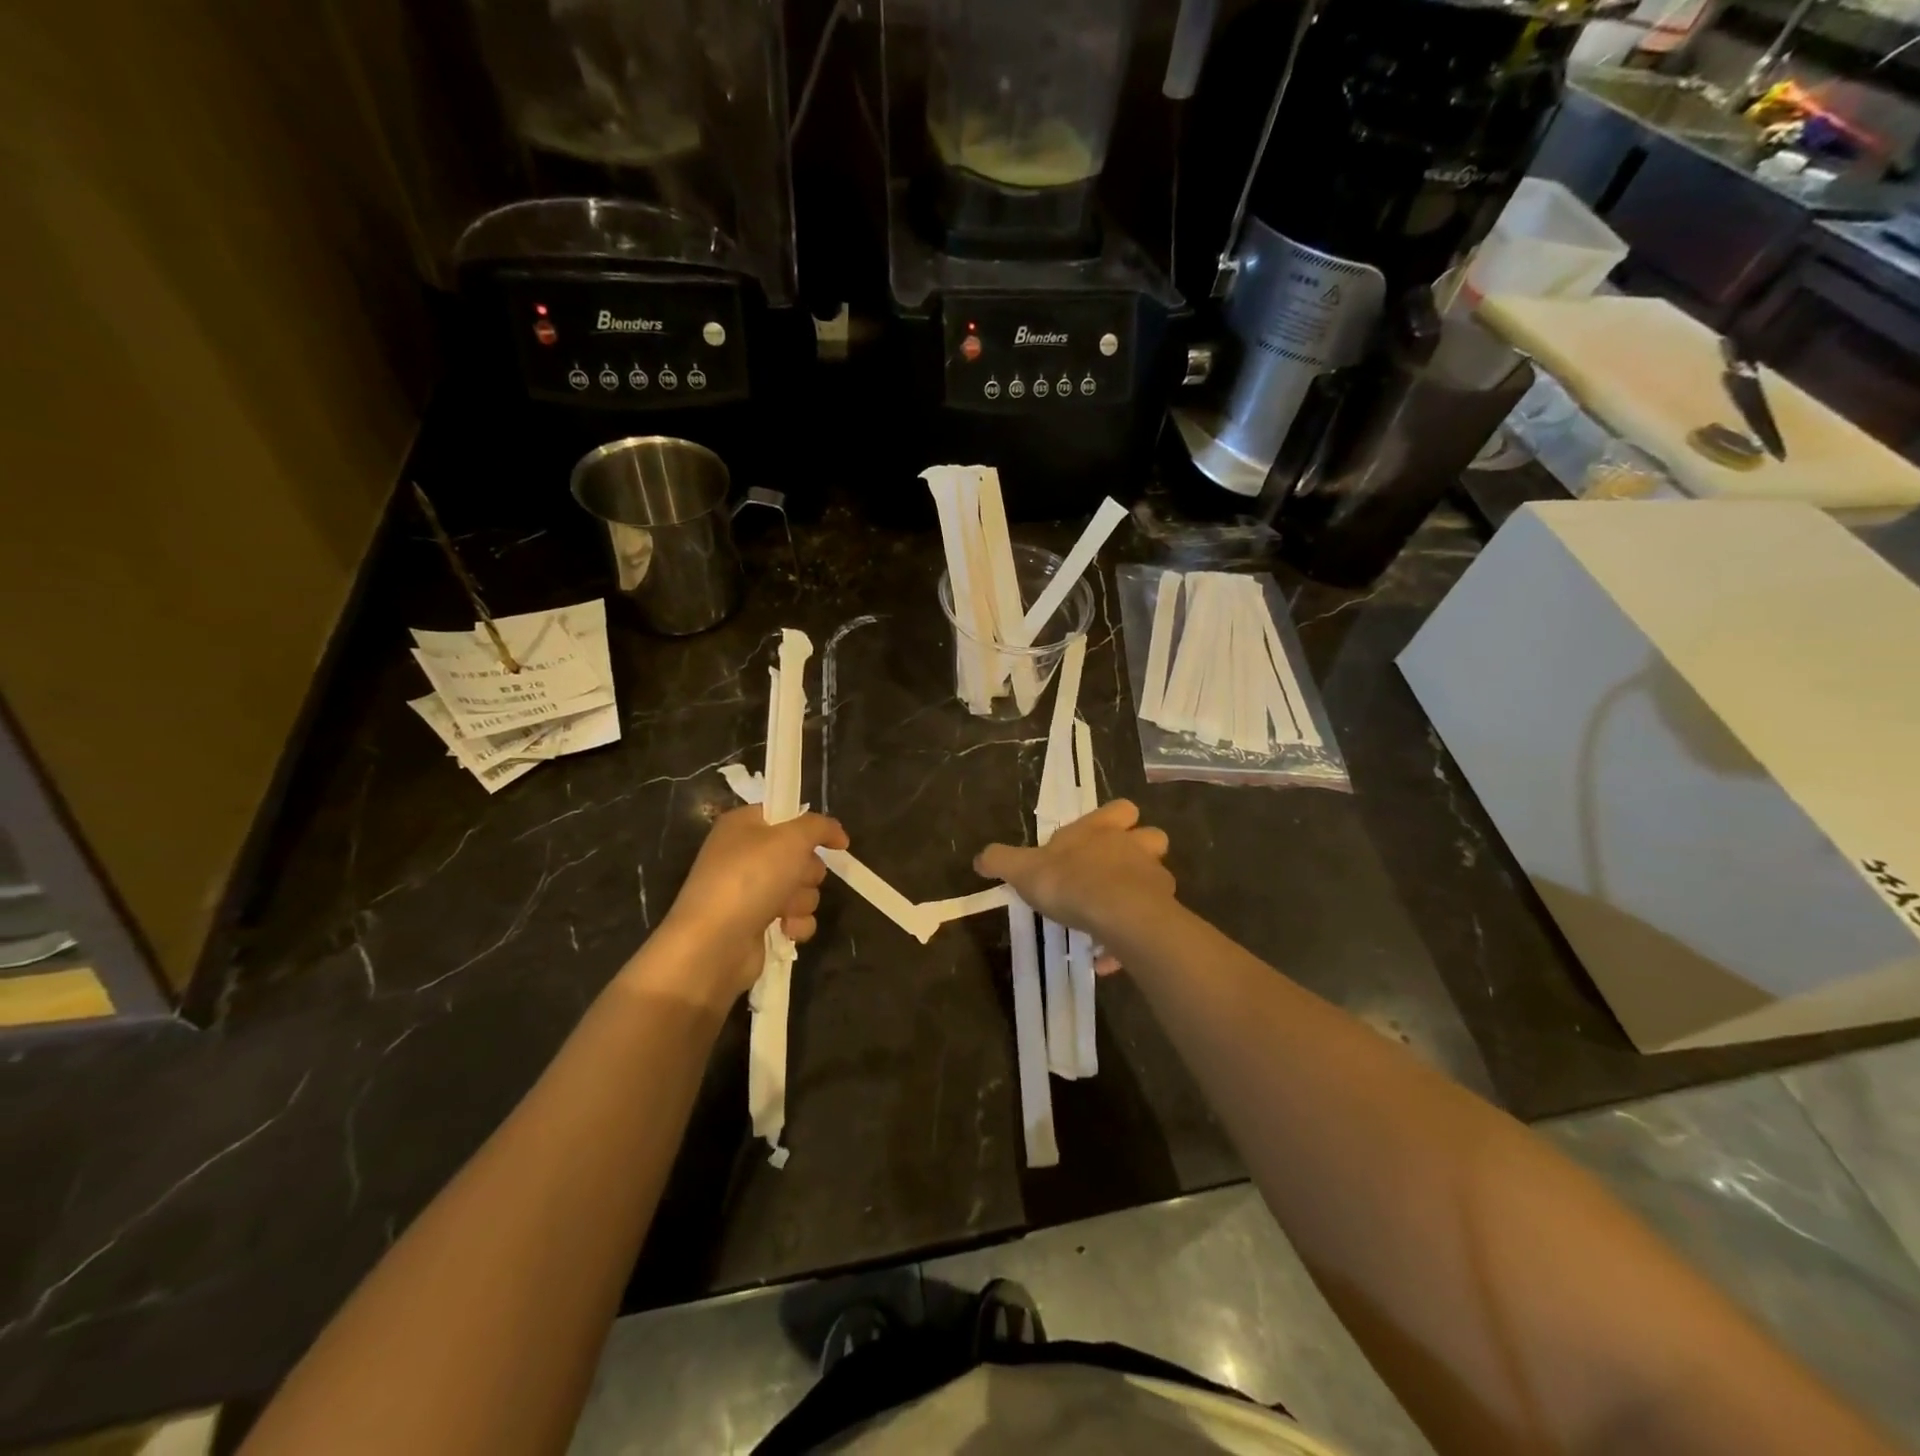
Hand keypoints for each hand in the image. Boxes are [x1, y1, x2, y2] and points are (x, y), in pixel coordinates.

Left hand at [647, 806, 849, 1003]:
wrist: (714, 943)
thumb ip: (819, 826)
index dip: (811, 827)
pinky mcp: (757, 924)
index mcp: (744, 826)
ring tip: (784, 910)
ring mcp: (750, 892)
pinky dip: (796, 923)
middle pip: (800, 855)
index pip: (786, 814)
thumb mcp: (791, 838)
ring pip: (802, 888)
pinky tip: (786, 929)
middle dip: (807, 871)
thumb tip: (837, 833)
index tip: (834, 841)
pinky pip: (795, 917)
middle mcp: (745, 855)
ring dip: (801, 900)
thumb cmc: (750, 878)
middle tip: (795, 878)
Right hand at [974, 800, 1173, 950]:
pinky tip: (1109, 957)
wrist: (1117, 914)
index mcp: (1103, 829)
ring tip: (1113, 918)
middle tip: (1113, 874)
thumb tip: (980, 857)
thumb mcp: (1023, 869)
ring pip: (1157, 879)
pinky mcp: (1164, 911)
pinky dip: (1132, 936)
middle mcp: (1134, 846)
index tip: (1098, 837)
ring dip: (1140, 894)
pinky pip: (1150, 922)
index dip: (1115, 819)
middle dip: (1139, 852)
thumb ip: (1001, 860)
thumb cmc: (1069, 881)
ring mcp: (1154, 878)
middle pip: (1152, 838)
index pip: (1121, 808)